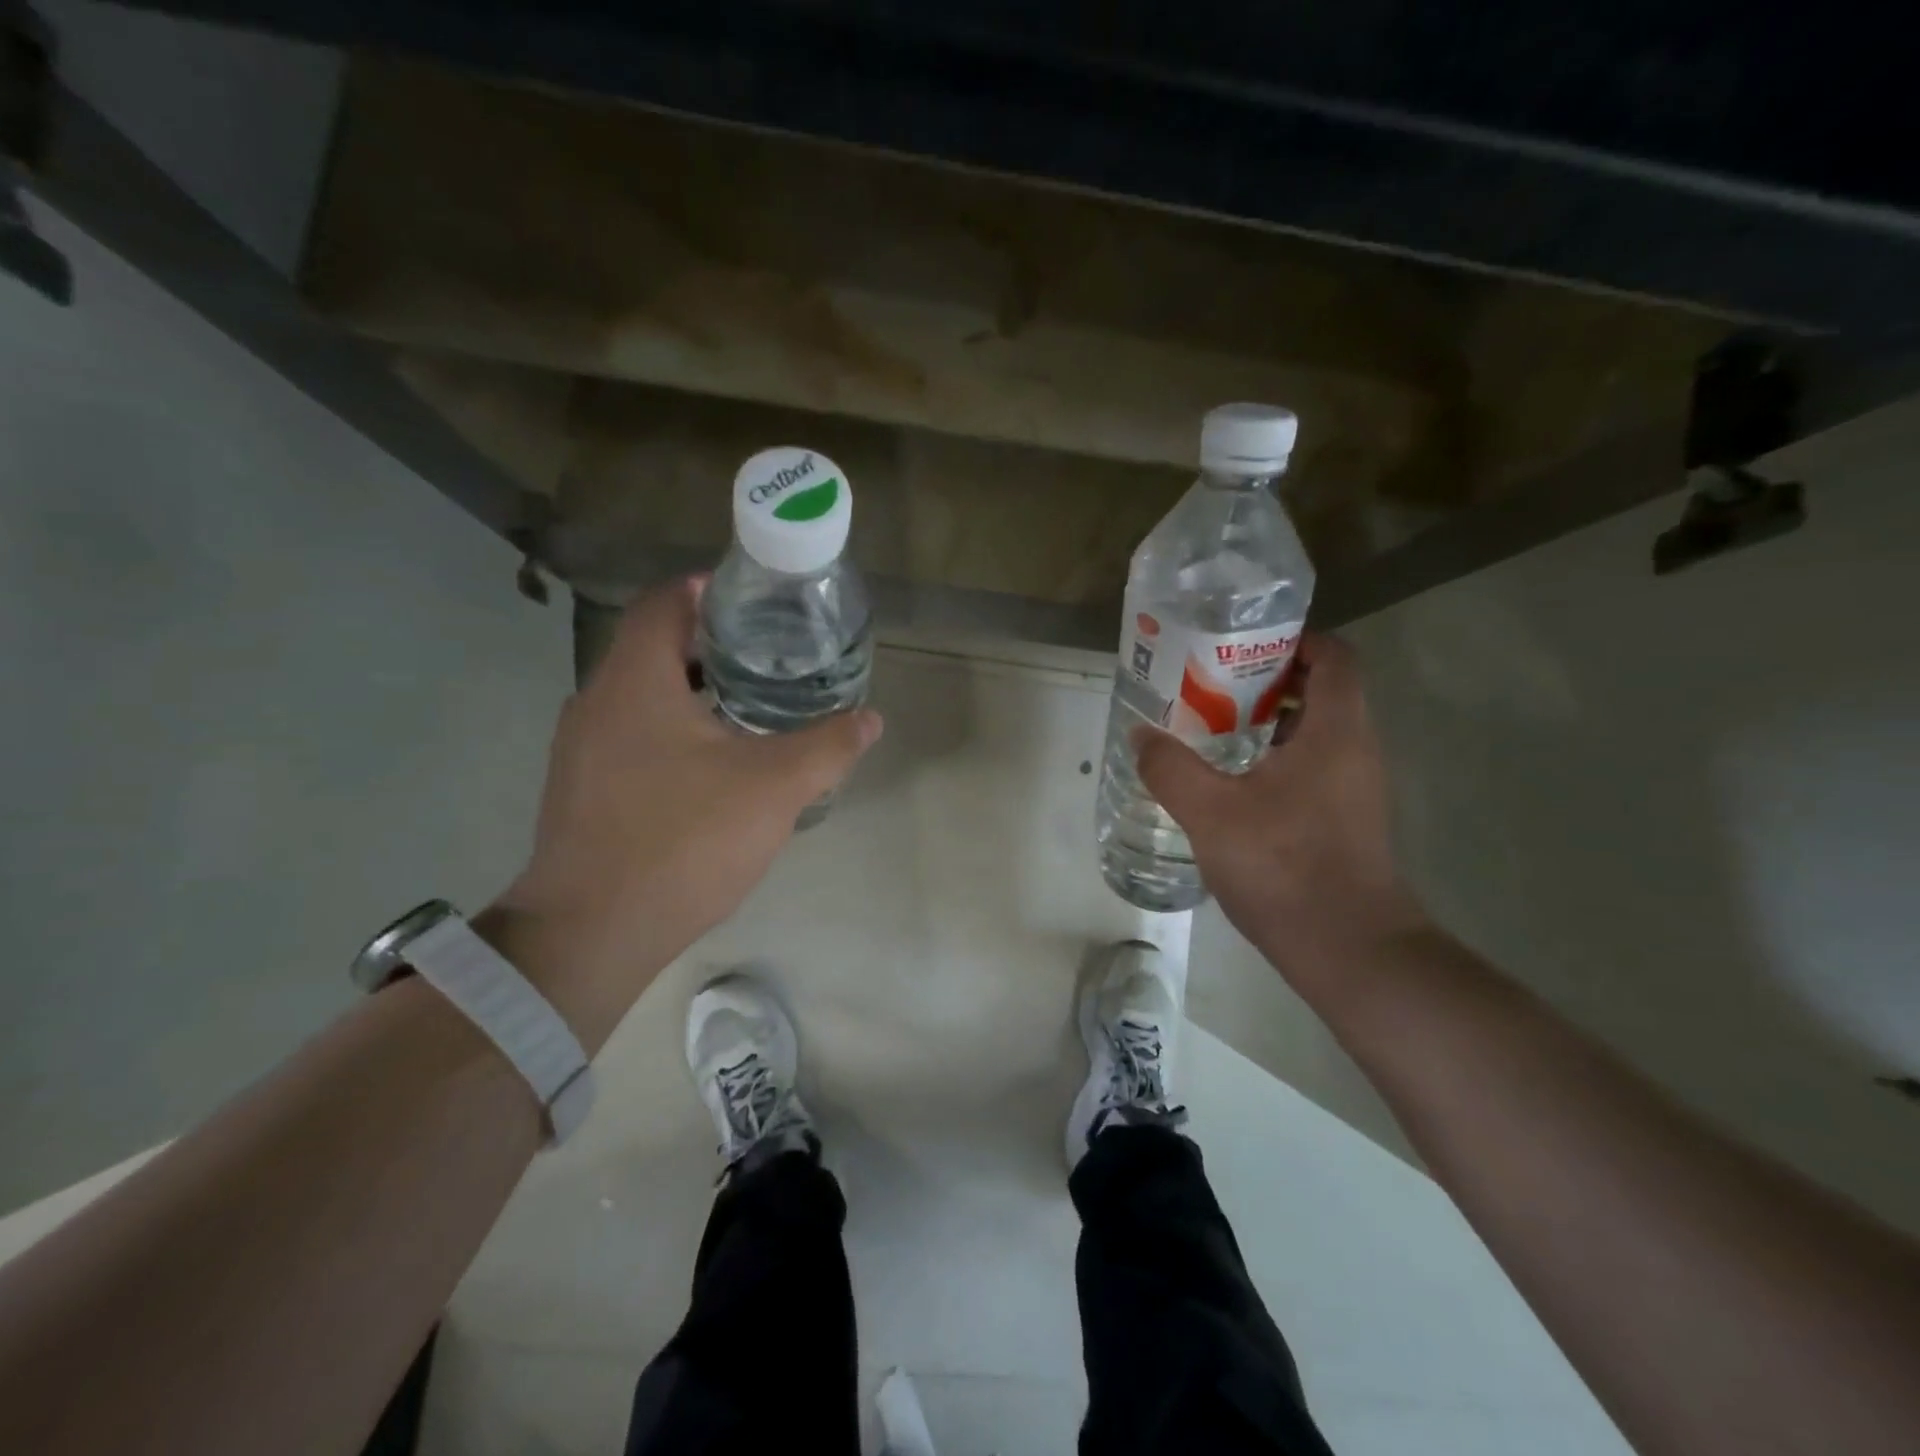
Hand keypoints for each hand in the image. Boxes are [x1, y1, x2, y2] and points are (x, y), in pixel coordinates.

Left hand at [482, 577, 882, 1050]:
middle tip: (770, 657)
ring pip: (642, 696)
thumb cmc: (684, 840)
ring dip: (692, 692)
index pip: (666, 602)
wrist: (592, 932)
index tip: (758, 603)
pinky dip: (671, 731)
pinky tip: (712, 768)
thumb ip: (828, 746)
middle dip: (712, 645)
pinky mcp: (580, 789)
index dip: (710, 591)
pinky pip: (630, 736)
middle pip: (655, 648)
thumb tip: (871, 719)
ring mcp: (581, 749)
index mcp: (635, 681)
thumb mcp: (774, 788)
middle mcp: (597, 701)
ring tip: (750, 709)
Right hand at [1133, 634, 1427, 1003]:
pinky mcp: (1345, 819)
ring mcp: (1354, 788)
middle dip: (1267, 680)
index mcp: (1336, 731)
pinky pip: (1312, 766)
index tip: (1242, 645)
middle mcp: (1355, 750)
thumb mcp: (1211, 813)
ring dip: (1268, 721)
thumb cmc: (1285, 866)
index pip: (1335, 657)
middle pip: (1321, 690)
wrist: (1349, 950)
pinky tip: (1230, 782)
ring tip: (1210, 727)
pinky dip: (1275, 758)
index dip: (1295, 639)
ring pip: (1315, 732)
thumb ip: (1171, 767)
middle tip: (1210, 684)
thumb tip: (1140, 735)